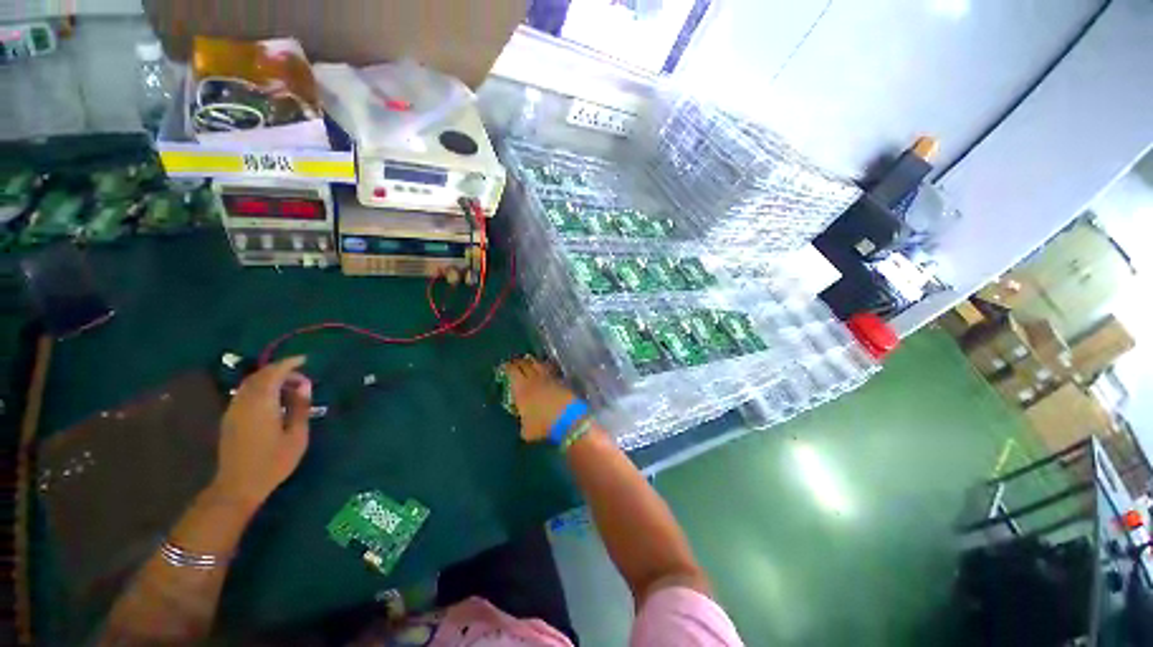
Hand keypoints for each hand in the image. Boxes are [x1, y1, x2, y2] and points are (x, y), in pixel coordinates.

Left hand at [212, 356, 312, 507]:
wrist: (238, 486)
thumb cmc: (273, 462)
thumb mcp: (296, 435)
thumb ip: (300, 407)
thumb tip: (304, 385)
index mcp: (261, 404)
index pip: (273, 373)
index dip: (289, 363)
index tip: (305, 360)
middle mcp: (243, 402)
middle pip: (259, 376)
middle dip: (280, 370)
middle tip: (301, 377)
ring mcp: (233, 410)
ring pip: (250, 384)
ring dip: (270, 379)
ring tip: (290, 388)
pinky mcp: (230, 418)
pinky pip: (245, 393)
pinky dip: (261, 388)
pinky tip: (274, 399)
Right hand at [504, 357, 579, 442]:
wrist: (568, 417)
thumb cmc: (543, 424)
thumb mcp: (527, 430)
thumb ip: (522, 423)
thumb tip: (523, 422)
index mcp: (521, 389)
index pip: (512, 372)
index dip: (507, 367)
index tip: (504, 366)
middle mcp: (533, 379)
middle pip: (525, 364)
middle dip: (519, 362)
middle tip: (515, 362)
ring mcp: (548, 378)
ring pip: (538, 364)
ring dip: (533, 362)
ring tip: (530, 363)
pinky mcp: (561, 380)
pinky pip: (550, 369)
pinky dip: (546, 367)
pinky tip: (546, 370)